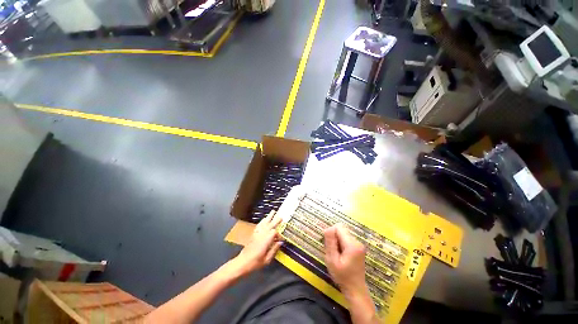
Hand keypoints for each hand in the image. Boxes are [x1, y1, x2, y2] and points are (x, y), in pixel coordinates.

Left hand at [233, 211, 283, 275]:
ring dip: (269, 217)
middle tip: (281, 216)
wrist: (242, 263)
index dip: (279, 234)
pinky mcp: (253, 234)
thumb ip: (274, 250)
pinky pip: (259, 225)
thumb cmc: (255, 263)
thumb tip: (280, 242)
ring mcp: (257, 233)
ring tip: (272, 212)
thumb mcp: (267, 259)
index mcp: (265, 240)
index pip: (274, 232)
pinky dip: (262, 221)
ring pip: (264, 223)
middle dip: (275, 220)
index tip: (281, 239)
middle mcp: (261, 235)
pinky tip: (264, 219)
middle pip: (269, 224)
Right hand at [324, 224, 367, 296]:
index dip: (331, 233)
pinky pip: (346, 239)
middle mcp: (357, 242)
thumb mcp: (332, 260)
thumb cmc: (342, 276)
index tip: (328, 245)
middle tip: (332, 251)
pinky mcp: (358, 247)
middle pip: (341, 229)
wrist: (355, 290)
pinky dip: (341, 244)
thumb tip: (328, 228)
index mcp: (352, 244)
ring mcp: (359, 244)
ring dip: (337, 241)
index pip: (339, 227)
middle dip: (334, 237)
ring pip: (343, 234)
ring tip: (336, 254)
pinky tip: (341, 255)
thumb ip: (330, 243)